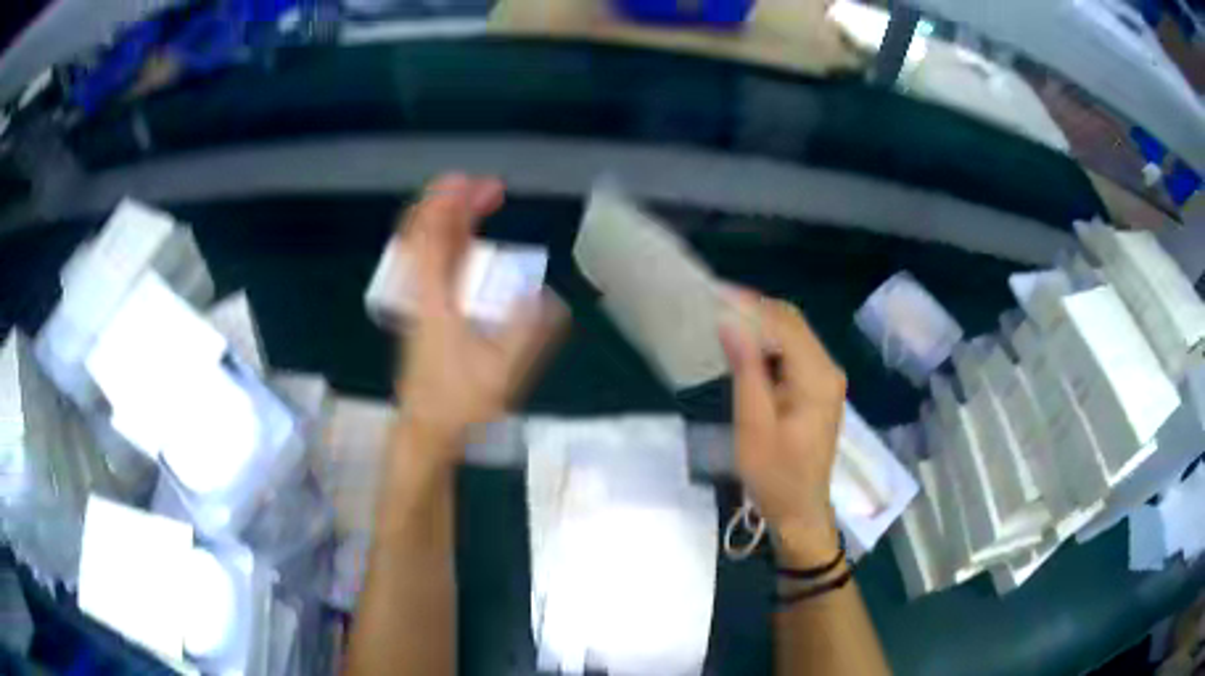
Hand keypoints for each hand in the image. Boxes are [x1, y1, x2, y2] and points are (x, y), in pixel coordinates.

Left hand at [394, 174, 565, 461]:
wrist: (427, 429)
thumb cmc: (459, 401)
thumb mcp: (500, 370)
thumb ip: (525, 331)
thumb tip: (550, 296)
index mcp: (433, 299)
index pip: (430, 238)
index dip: (445, 203)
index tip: (469, 181)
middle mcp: (421, 292)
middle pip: (424, 233)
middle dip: (451, 202)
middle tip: (488, 189)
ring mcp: (420, 302)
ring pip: (427, 247)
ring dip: (451, 220)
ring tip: (481, 203)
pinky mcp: (425, 313)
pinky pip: (433, 264)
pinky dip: (450, 242)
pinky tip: (470, 243)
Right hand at [720, 294, 845, 565]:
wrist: (800, 510)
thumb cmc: (775, 475)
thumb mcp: (754, 425)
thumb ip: (746, 370)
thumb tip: (729, 322)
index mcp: (817, 377)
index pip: (784, 324)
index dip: (750, 304)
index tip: (714, 293)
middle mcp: (828, 369)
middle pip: (792, 323)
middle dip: (755, 309)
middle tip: (714, 303)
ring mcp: (827, 378)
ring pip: (793, 335)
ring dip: (761, 325)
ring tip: (723, 319)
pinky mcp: (819, 388)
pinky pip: (794, 352)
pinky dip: (769, 344)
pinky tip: (744, 347)